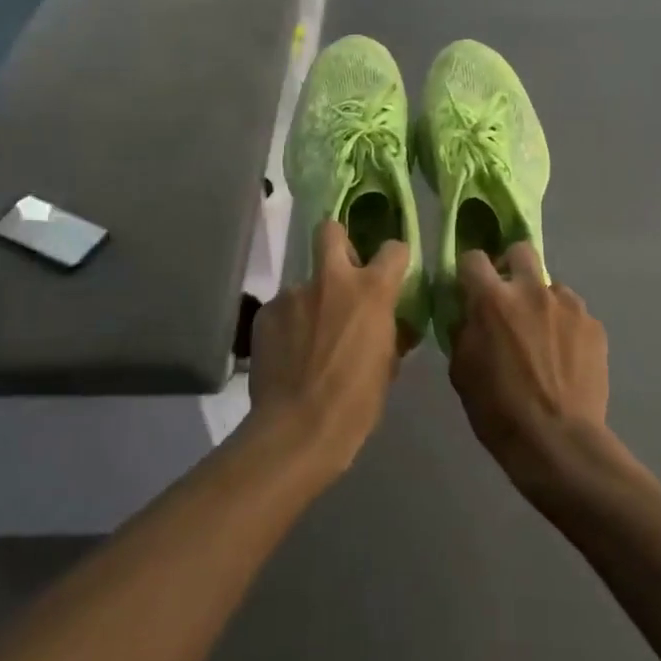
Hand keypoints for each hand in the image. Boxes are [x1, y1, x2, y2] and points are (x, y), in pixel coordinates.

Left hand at [248, 220, 408, 479]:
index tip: (392, 273)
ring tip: (308, 341)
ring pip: (305, 285)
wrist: (298, 429)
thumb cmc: (356, 402)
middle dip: (337, 241)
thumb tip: (394, 323)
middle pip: (330, 230)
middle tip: (341, 271)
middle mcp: (331, 280)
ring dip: (311, 303)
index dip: (395, 258)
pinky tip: (288, 355)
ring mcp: (293, 294)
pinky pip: (283, 311)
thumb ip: (391, 333)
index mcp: (370, 290)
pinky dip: (288, 326)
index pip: (393, 249)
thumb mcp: (388, 366)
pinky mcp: (265, 313)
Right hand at [448, 245, 613, 496]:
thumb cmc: (499, 410)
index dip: (468, 271)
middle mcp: (531, 290)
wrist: (558, 442)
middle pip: (520, 250)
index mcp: (492, 299)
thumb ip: (463, 330)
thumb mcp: (462, 371)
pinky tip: (565, 358)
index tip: (469, 288)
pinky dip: (566, 327)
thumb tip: (467, 314)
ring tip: (543, 338)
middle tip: (509, 297)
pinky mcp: (593, 324)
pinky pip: (573, 314)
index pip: (473, 258)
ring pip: (550, 285)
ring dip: (542, 302)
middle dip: (511, 266)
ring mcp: (567, 304)